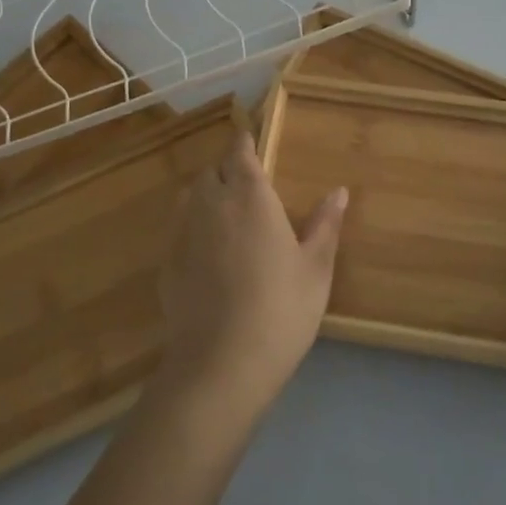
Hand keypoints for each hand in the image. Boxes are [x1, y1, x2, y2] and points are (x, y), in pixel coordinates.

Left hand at [156, 128, 348, 416]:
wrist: (221, 363)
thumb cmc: (281, 309)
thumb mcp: (316, 269)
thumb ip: (325, 225)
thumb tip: (338, 191)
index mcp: (250, 196)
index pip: (240, 152)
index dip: (245, 143)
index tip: (251, 140)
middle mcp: (211, 204)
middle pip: (213, 171)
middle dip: (228, 169)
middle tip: (248, 186)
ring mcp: (183, 232)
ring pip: (190, 196)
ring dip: (207, 194)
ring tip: (227, 214)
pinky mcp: (167, 262)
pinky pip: (179, 228)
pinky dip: (192, 227)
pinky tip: (208, 253)